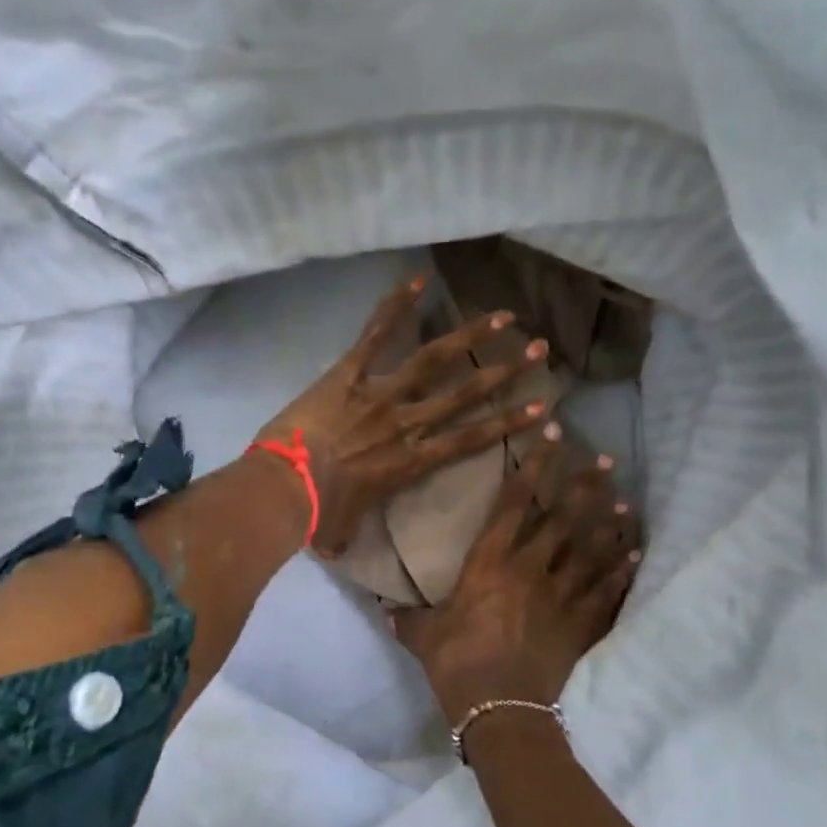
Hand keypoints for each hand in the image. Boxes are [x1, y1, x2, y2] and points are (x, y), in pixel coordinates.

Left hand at [254, 276, 551, 557]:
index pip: (470, 440)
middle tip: (539, 351)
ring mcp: (379, 395)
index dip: (508, 424)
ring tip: (502, 317)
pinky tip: (418, 279)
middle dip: (505, 373)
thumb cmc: (316, 513)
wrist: (286, 487)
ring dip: (469, 336)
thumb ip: (346, 533)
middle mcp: (406, 424)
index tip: (541, 408)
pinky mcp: (348, 375)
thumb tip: (336, 547)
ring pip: (433, 360)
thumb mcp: (338, 530)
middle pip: (465, 394)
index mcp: (410, 462)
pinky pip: (375, 336)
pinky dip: (395, 307)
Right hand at [390, 423, 640, 724]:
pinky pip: (606, 592)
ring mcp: (560, 595)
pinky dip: (621, 572)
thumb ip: (406, 619)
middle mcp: (530, 568)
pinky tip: (635, 554)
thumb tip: (384, 611)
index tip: (551, 434)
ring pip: (591, 549)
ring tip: (626, 501)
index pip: (514, 502)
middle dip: (583, 486)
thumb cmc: (455, 663)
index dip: (534, 465)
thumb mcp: (423, 637)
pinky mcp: (580, 624)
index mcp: (489, 563)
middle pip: (563, 518)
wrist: (499, 708)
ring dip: (608, 524)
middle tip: (604, 460)